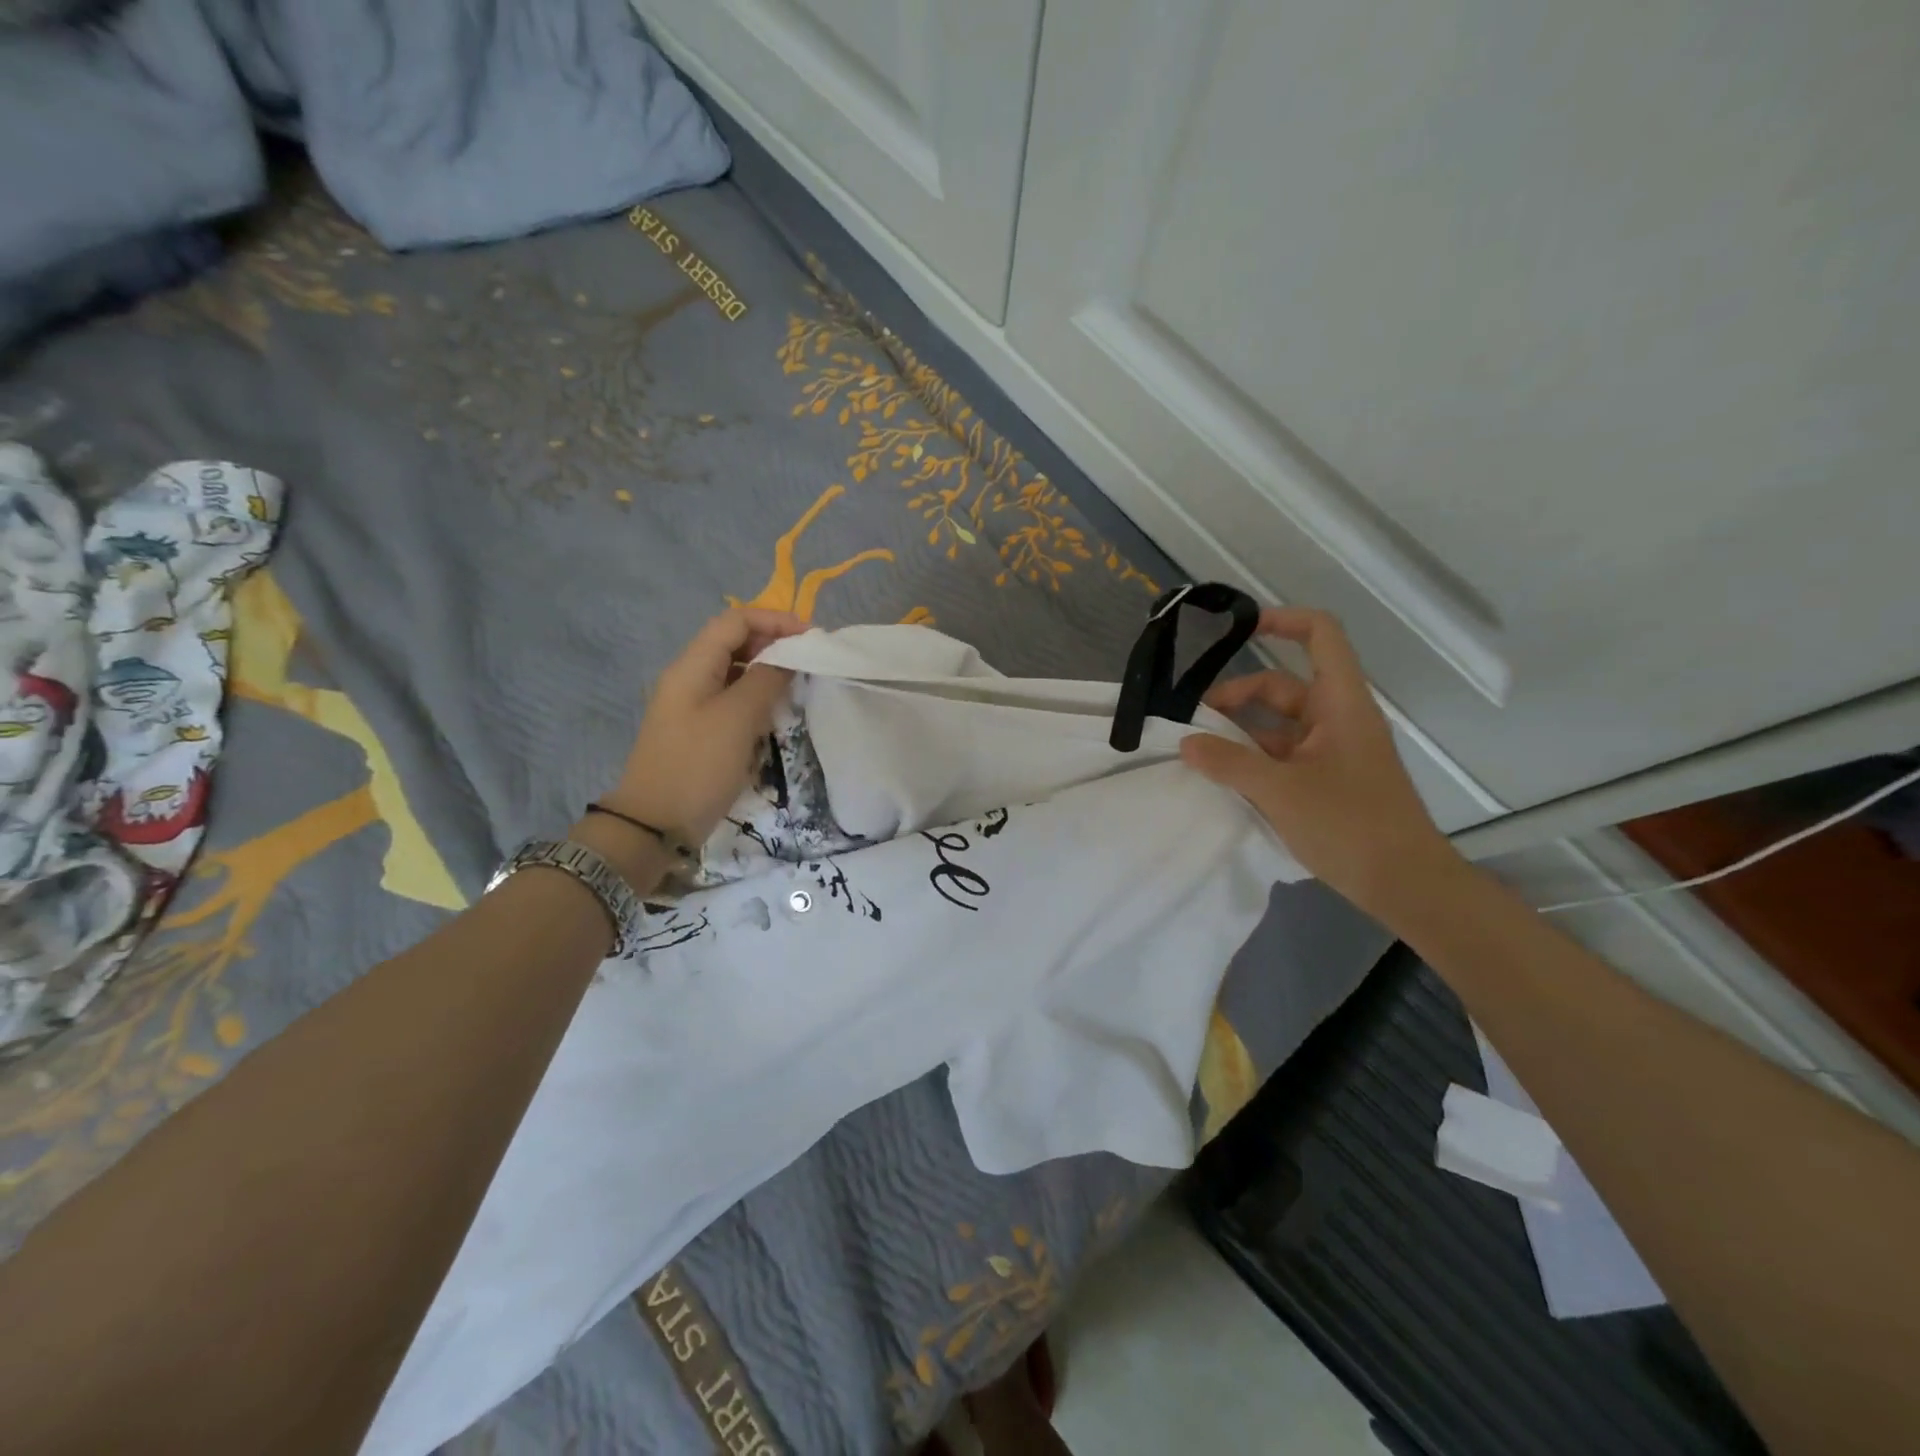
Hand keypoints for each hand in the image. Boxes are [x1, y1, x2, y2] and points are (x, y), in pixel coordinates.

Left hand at [602, 607, 808, 846]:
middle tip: (810, 662)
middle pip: (734, 642)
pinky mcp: (700, 730)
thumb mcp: (738, 718)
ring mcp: (693, 705)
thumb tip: (788, 658)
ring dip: (768, 672)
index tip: (811, 639)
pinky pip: (733, 700)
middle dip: (774, 644)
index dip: (775, 620)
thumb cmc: (698, 765)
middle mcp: (690, 677)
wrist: (656, 824)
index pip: (735, 620)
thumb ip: (766, 679)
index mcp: (692, 666)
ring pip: (736, 672)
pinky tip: (777, 714)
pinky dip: (757, 698)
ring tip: (799, 685)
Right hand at [1179, 607, 1455, 914]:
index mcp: (1340, 704)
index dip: (1282, 621)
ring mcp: (1333, 752)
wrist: (1405, 885)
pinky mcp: (1327, 781)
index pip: (1320, 636)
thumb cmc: (1350, 825)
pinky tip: (1224, 779)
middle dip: (1236, 697)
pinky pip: (1283, 756)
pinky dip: (1253, 761)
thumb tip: (1187, 742)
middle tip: (1194, 723)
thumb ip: (1229, 762)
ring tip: (1199, 754)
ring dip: (1240, 734)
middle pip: (1283, 686)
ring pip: (1278, 726)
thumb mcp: (1280, 791)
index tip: (1238, 629)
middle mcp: (1338, 719)